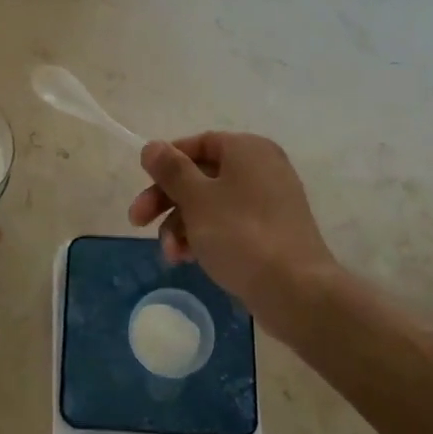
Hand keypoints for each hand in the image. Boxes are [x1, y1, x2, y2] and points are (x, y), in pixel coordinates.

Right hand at [128, 132, 343, 340]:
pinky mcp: (271, 233)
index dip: (166, 162)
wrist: (295, 290)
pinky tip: (187, 259)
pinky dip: (204, 237)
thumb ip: (170, 169)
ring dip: (181, 225)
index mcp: (247, 150)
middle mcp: (261, 169)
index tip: (142, 183)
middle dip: (166, 200)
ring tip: (170, 254)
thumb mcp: (196, 198)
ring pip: (211, 204)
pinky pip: (228, 225)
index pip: (198, 143)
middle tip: (137, 222)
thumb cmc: (240, 234)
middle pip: (200, 176)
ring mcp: (268, 202)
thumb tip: (152, 146)